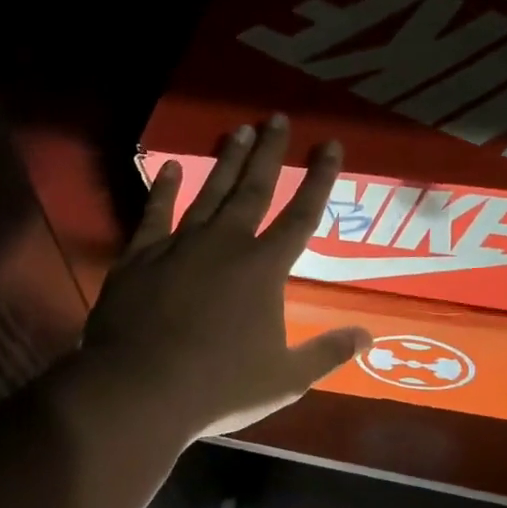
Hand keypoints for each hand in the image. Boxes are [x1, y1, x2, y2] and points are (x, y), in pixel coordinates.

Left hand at [60, 114, 370, 441]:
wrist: (138, 390)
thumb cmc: (219, 386)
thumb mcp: (285, 378)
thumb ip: (327, 353)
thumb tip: (367, 335)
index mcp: (264, 268)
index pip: (301, 214)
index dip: (319, 178)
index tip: (329, 144)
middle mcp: (226, 244)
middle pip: (254, 189)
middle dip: (269, 152)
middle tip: (277, 118)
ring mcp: (180, 245)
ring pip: (210, 192)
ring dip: (227, 161)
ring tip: (239, 129)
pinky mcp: (141, 256)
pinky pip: (156, 213)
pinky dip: (165, 189)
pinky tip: (173, 168)